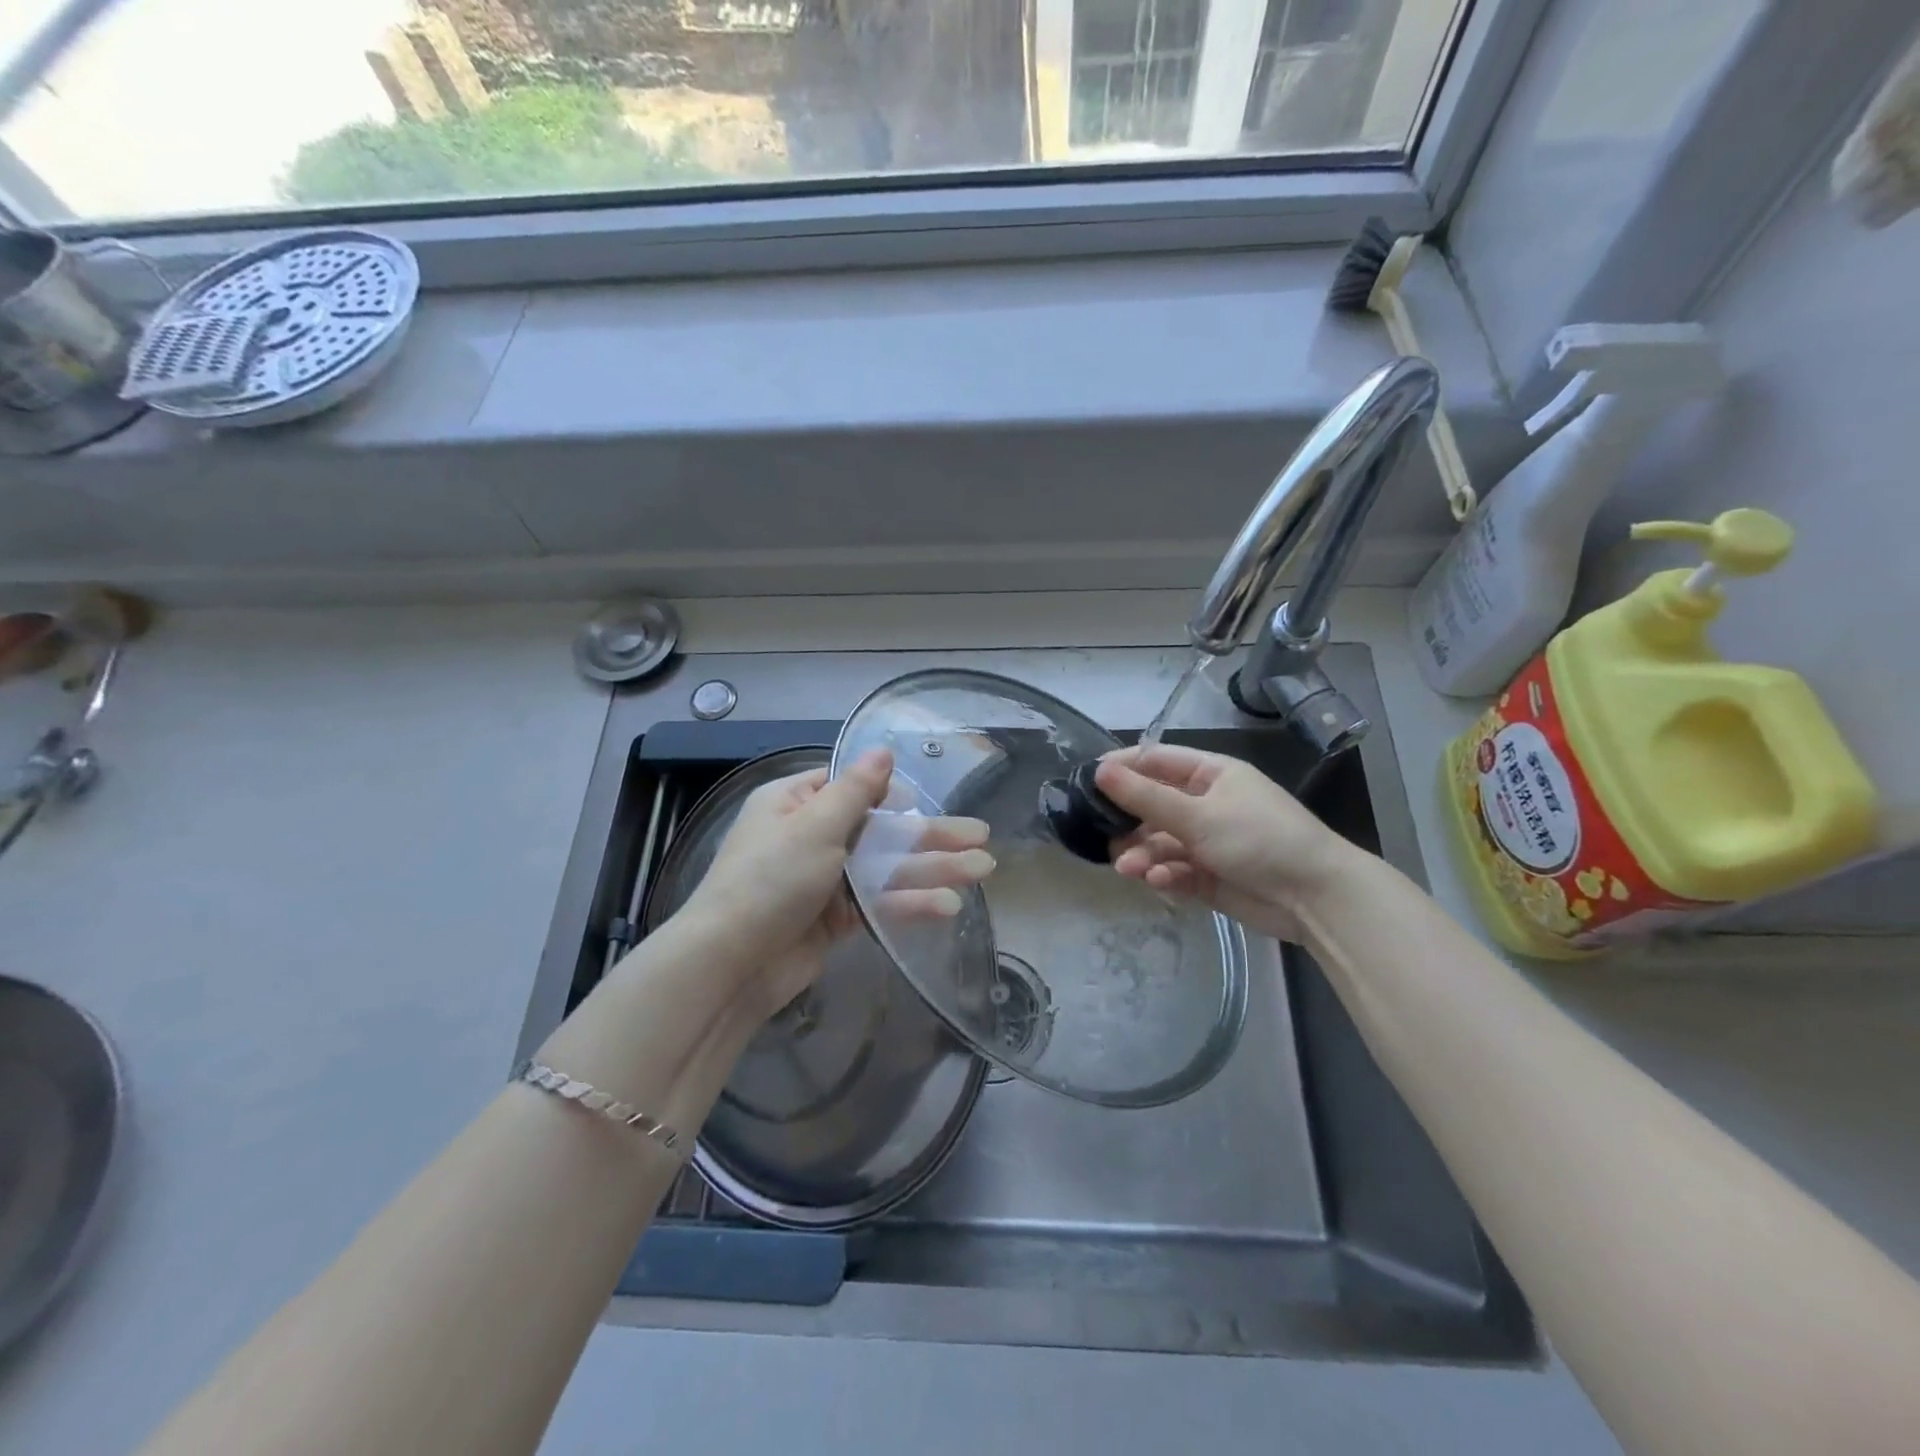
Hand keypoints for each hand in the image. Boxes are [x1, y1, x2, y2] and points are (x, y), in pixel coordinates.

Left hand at [681, 749, 993, 1019]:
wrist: (732, 964)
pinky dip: (910, 902)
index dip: (889, 792)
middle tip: (980, 835)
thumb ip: (856, 791)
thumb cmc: (770, 879)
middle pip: (880, 830)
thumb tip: (882, 749)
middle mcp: (811, 838)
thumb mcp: (814, 825)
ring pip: (886, 868)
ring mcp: (825, 881)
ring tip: (982, 869)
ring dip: (932, 869)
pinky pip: (878, 903)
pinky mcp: (835, 920)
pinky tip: (947, 905)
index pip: (849, 788)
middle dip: (930, 834)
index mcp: (796, 805)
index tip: (922, 800)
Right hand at [1092, 744, 1360, 941]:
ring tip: (1129, 869)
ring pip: (1160, 842)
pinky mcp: (1209, 876)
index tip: (1086, 780)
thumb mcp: (1198, 814)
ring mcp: (1208, 841)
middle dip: (1128, 822)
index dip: (1122, 768)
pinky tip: (1158, 882)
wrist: (1315, 897)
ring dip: (1142, 854)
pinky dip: (1164, 875)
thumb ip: (1145, 797)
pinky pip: (1175, 870)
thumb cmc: (1258, 839)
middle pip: (1152, 805)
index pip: (1156, 761)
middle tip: (1102, 835)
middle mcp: (1206, 803)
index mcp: (1210, 774)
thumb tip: (1099, 771)